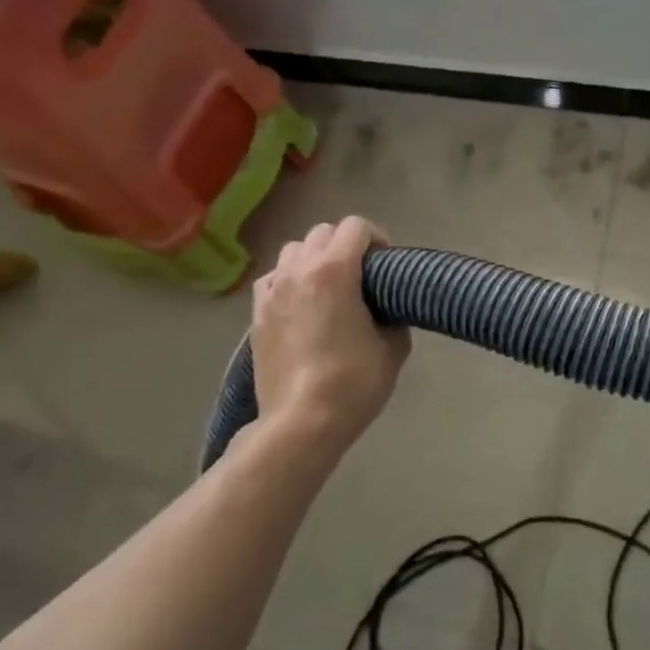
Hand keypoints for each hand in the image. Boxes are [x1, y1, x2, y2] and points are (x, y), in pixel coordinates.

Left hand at [251, 217, 410, 454]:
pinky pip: (273, 278)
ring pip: (293, 250)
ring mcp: (272, 290)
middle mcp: (299, 270)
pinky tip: (301, 305)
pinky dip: (289, 280)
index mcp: (335, 270)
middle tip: (360, 274)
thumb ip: (392, 315)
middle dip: (344, 244)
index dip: (376, 238)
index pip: (356, 227)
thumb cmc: (353, 383)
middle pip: (322, 232)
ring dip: (314, 258)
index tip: (385, 263)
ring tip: (327, 286)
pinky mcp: (256, 313)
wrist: (301, 422)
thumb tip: (386, 310)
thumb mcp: (393, 347)